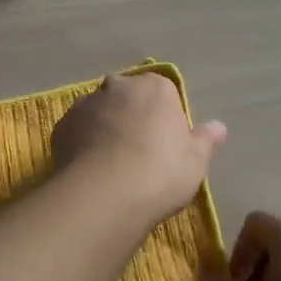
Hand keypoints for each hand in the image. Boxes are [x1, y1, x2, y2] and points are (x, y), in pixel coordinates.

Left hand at [52, 72, 226, 230]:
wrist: (106, 194)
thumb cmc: (161, 172)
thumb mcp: (196, 160)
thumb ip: (205, 139)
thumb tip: (219, 127)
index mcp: (153, 87)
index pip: (162, 92)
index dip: (164, 116)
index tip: (166, 142)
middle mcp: (117, 86)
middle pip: (127, 96)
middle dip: (130, 115)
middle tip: (138, 150)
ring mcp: (85, 104)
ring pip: (99, 112)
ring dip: (104, 127)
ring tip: (111, 164)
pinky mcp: (62, 126)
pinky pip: (77, 131)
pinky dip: (83, 143)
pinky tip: (90, 170)